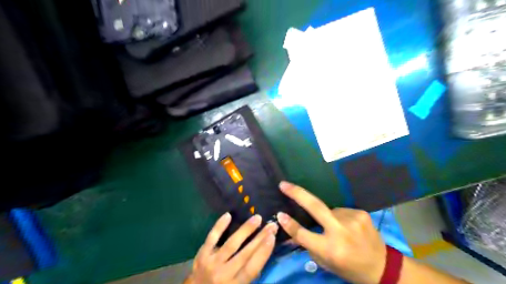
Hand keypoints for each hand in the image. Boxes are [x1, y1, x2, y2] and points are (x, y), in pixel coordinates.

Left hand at [188, 212, 277, 282]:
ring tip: (257, 218)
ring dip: (245, 230)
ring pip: (231, 244)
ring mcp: (211, 263)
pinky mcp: (201, 255)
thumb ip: (249, 275)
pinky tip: (228, 215)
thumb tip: (261, 253)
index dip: (263, 252)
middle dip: (260, 238)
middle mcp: (223, 275)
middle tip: (271, 225)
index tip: (272, 237)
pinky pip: (211, 238)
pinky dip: (219, 226)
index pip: (252, 268)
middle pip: (245, 254)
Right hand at [277, 182, 387, 283]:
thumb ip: (308, 245)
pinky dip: (339, 216)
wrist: (382, 266)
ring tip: (337, 228)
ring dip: (328, 216)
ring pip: (329, 210)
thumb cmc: (349, 268)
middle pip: (315, 207)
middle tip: (284, 184)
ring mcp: (352, 220)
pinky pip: (341, 210)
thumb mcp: (326, 263)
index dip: (290, 225)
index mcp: (331, 249)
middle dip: (297, 193)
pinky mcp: (361, 213)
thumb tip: (291, 228)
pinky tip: (347, 226)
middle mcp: (341, 232)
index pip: (304, 234)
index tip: (280, 215)